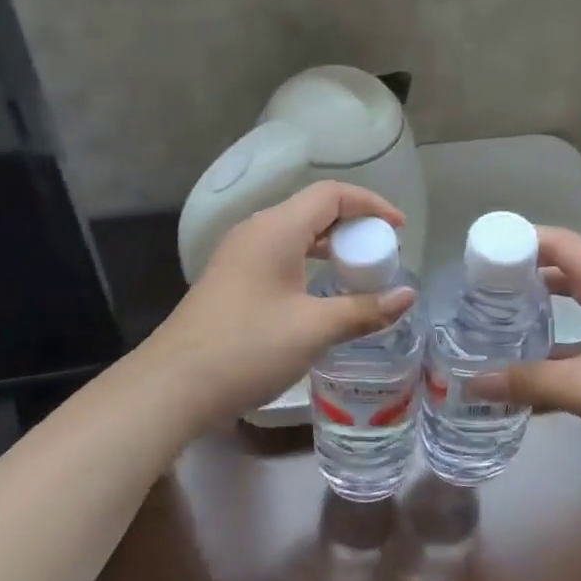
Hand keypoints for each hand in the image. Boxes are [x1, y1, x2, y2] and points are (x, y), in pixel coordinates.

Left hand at [142, 182, 416, 426]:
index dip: (370, 204)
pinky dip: (309, 263)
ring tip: (358, 272)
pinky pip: (280, 255)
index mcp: (276, 229)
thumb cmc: (247, 348)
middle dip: (353, 226)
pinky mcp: (232, 279)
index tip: (399, 229)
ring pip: (296, 234)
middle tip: (381, 254)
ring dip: (331, 247)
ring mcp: (239, 255)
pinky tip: (322, 294)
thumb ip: (364, 309)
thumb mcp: (314, 329)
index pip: (331, 194)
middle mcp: (256, 231)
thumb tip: (408, 295)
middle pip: (314, 210)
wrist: (172, 386)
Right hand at [471, 227, 580, 477]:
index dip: (521, 240)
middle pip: (566, 263)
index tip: (483, 254)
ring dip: (542, 300)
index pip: (560, 243)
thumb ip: (529, 382)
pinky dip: (561, 329)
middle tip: (483, 285)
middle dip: (524, 270)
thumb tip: (475, 383)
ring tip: (500, 313)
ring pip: (577, 294)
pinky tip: (534, 356)